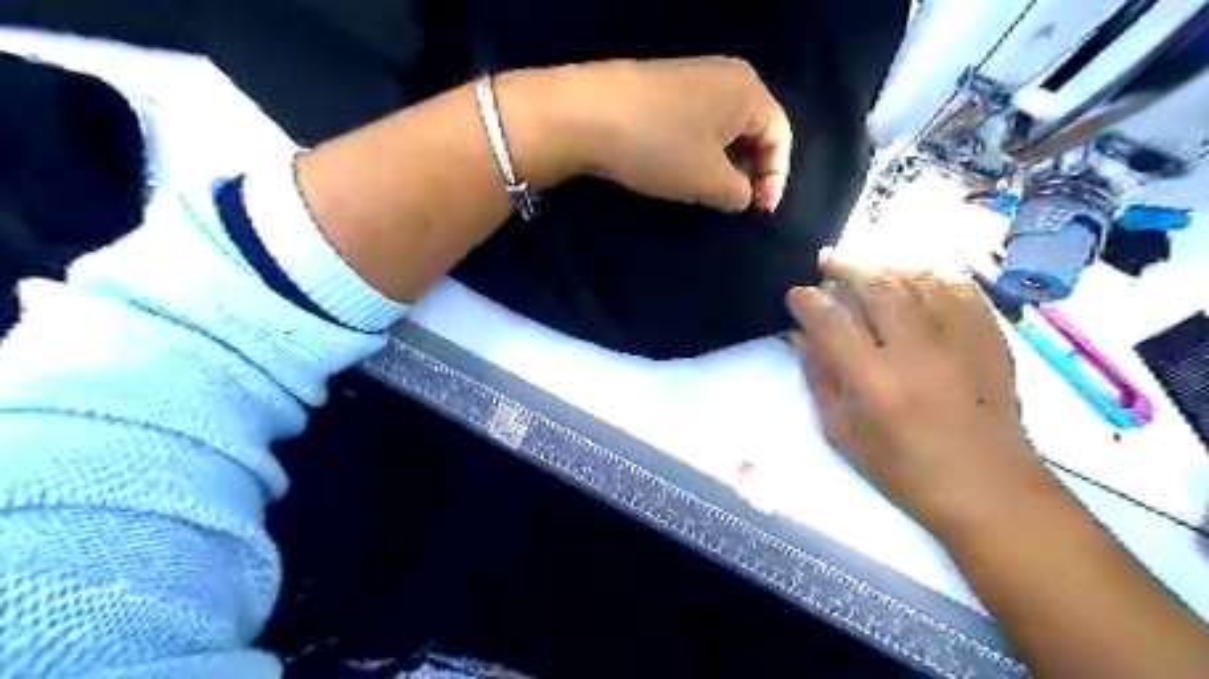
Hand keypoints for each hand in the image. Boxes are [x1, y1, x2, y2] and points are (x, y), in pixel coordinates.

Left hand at [567, 55, 794, 210]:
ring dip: (723, 164)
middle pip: (754, 129)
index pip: (780, 136)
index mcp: (748, 90)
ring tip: (709, 192)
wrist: (587, 114)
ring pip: (723, 128)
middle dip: (750, 170)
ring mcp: (691, 78)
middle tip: (736, 203)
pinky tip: (682, 170)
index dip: (776, 179)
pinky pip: (697, 123)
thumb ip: (739, 193)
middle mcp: (725, 76)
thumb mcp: (709, 180)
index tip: (760, 212)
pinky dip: (699, 150)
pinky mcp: (663, 88)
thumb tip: (741, 195)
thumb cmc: (660, 147)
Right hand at [785, 251, 1049, 538]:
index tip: (797, 294)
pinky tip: (914, 278)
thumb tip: (802, 337)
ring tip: (865, 267)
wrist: (989, 490)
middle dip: (845, 267)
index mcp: (875, 383)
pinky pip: (959, 289)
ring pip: (918, 279)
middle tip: (826, 262)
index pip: (832, 323)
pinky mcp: (991, 340)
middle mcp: (917, 353)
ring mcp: (960, 341)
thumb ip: (820, 379)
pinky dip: (930, 275)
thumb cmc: (905, 471)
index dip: (808, 301)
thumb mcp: (844, 434)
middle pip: (877, 287)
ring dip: (884, 266)